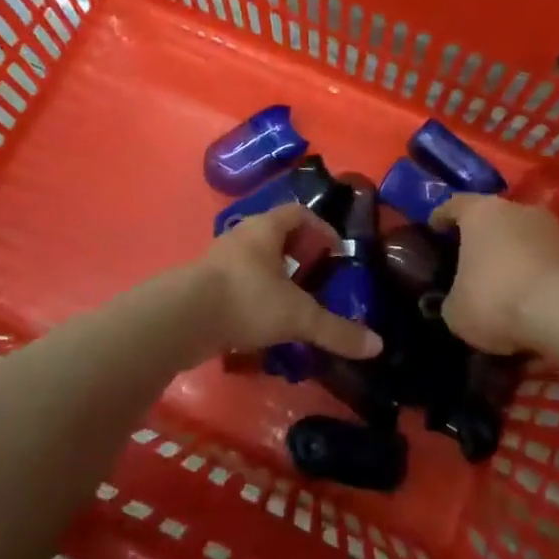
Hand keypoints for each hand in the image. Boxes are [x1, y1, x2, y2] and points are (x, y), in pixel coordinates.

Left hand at [191, 203, 382, 362]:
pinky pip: (238, 285)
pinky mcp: (204, 287)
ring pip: (255, 262)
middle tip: (318, 280)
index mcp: (264, 229)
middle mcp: (241, 237)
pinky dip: (255, 299)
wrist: (182, 320)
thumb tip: (377, 346)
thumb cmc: (245, 299)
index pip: (298, 213)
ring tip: (295, 305)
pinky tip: (265, 325)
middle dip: (299, 256)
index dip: (321, 228)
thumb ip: (335, 330)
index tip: (336, 253)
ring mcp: (218, 261)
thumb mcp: (297, 315)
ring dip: (276, 279)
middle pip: (276, 236)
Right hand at [429, 195, 558, 353]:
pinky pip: (546, 260)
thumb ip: (453, 299)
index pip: (455, 204)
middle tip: (471, 257)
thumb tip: (457, 302)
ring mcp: (552, 230)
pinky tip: (529, 297)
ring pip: (524, 237)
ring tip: (503, 280)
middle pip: (494, 217)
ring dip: (514, 254)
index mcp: (480, 212)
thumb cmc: (496, 298)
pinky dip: (536, 274)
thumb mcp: (456, 311)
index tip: (434, 226)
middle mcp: (518, 210)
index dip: (442, 216)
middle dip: (483, 236)